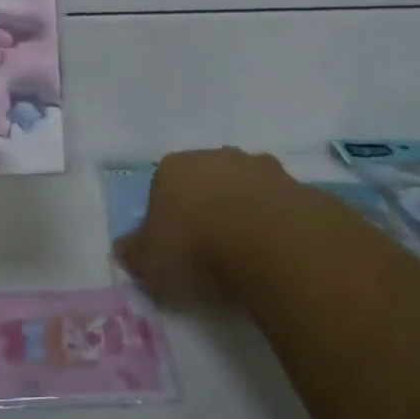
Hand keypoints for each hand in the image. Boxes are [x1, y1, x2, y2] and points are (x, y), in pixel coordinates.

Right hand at [113, 147, 306, 307]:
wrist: (269, 241)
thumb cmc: (196, 248)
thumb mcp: (150, 263)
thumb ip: (134, 253)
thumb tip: (125, 248)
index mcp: (172, 167)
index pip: (160, 188)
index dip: (165, 218)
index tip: (173, 249)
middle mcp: (213, 155)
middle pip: (203, 182)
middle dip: (204, 208)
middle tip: (208, 251)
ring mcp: (256, 165)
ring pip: (241, 188)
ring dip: (241, 211)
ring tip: (245, 253)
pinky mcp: (294, 184)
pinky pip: (275, 204)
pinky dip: (273, 222)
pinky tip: (274, 250)